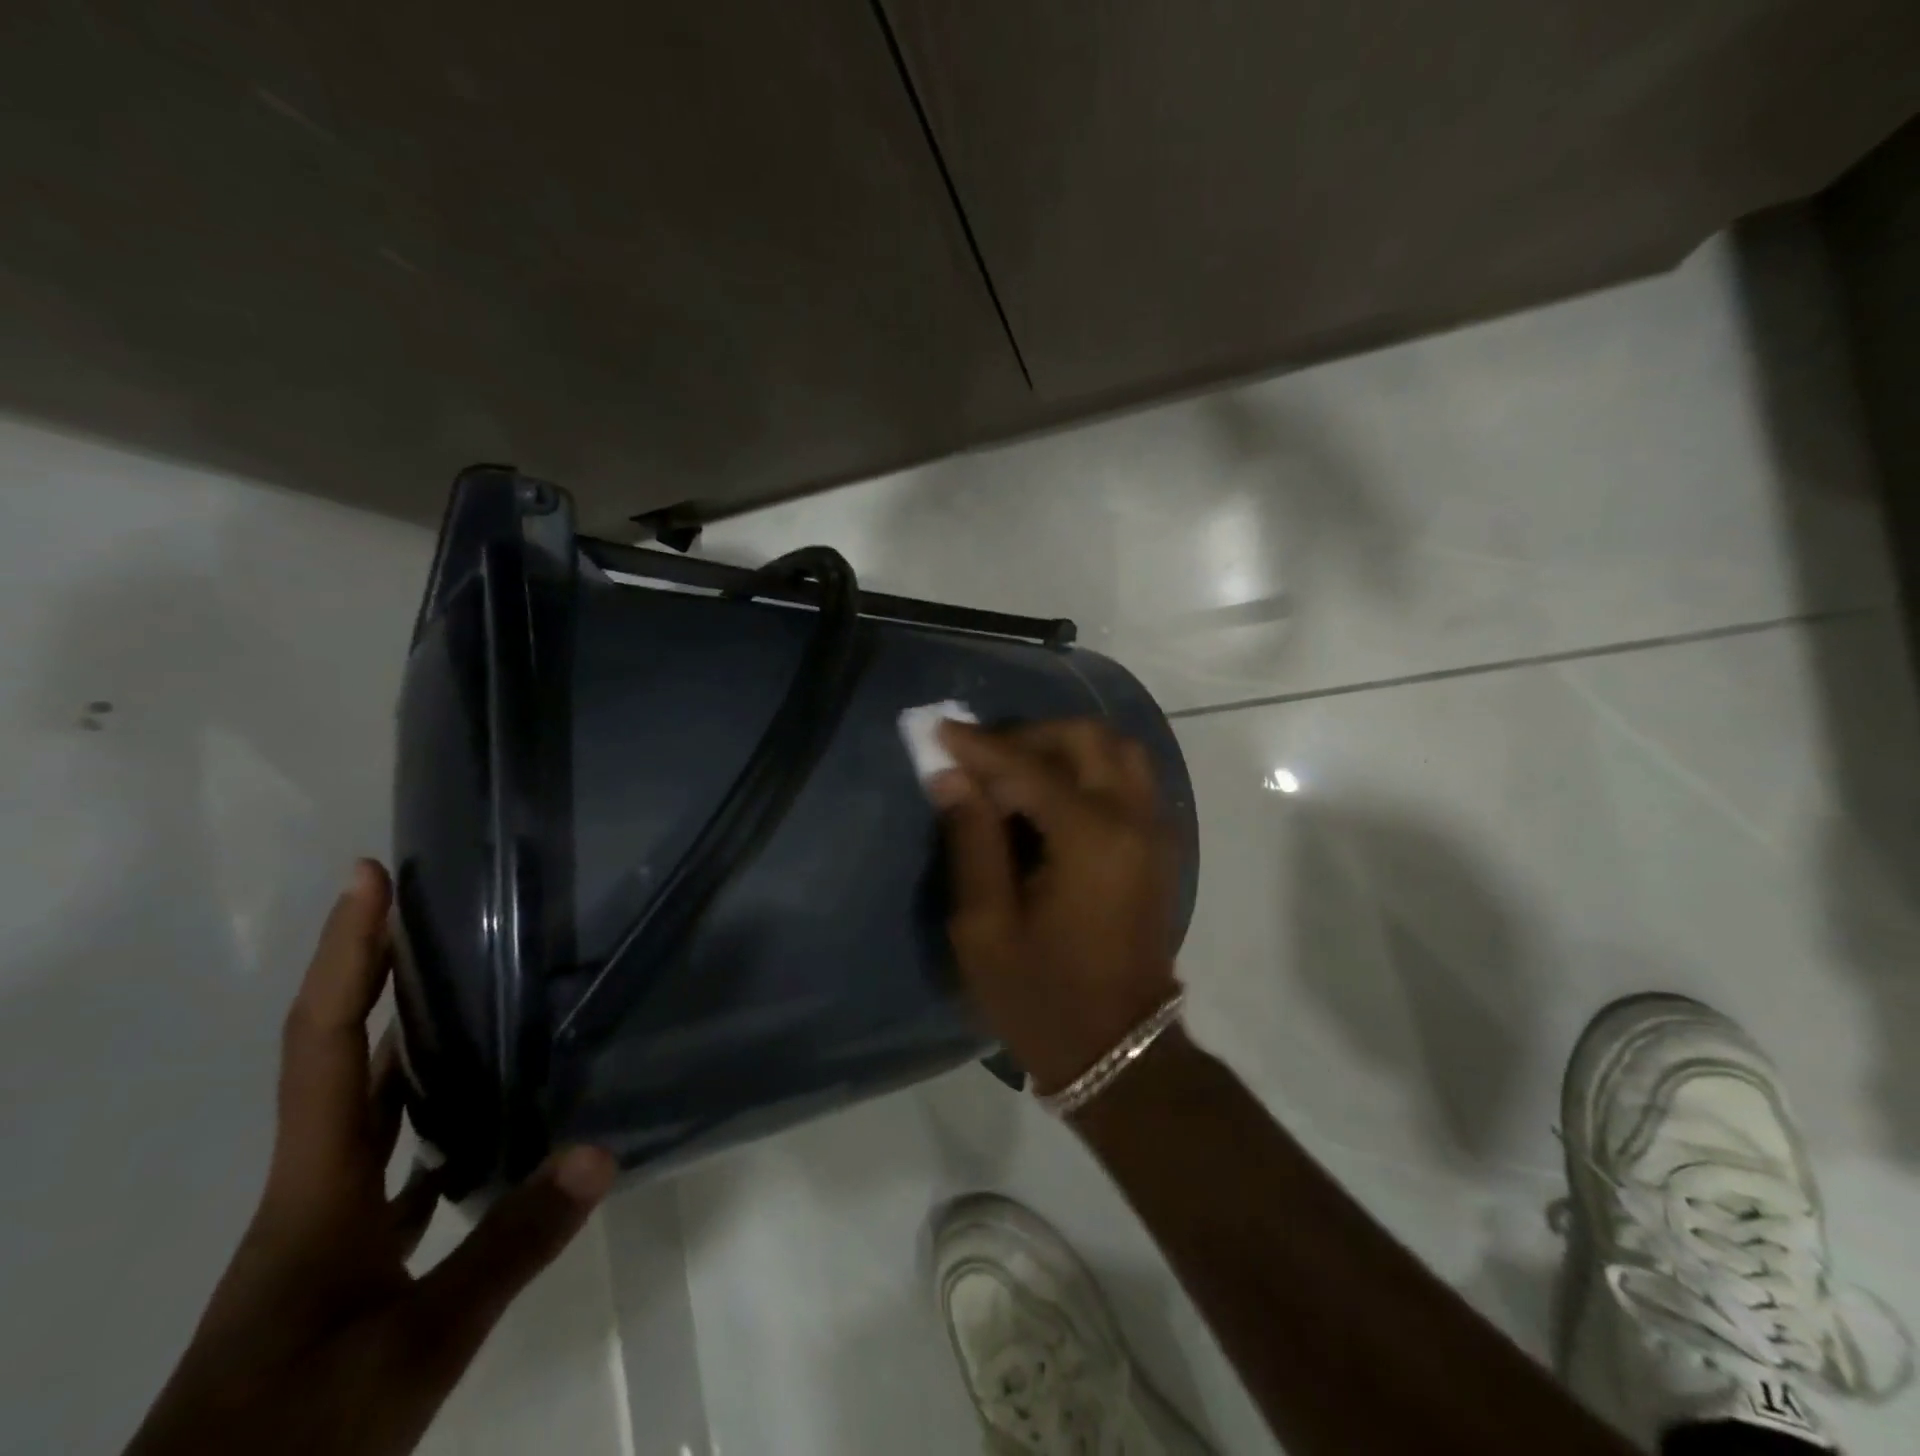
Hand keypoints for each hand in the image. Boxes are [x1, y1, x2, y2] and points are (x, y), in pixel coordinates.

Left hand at [126, 861, 616, 1455]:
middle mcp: (316, 1185)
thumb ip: (508, 1247)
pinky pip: (393, 1161)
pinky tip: (489, 1124)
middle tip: (438, 912)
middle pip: (343, 1054)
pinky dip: (432, 1122)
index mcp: (316, 1184)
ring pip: (369, 1106)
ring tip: (479, 991)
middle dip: (379, 974)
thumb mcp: (412, 1350)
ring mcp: (326, 1225)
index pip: (326, 1040)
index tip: (368, 879)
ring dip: (409, 1041)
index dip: (348, 953)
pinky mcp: (344, 1261)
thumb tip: (600, 1148)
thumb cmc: (291, 1434)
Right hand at [932, 719, 1181, 1094]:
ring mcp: (1155, 830)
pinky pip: (1128, 779)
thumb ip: (971, 840)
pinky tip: (1050, 797)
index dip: (979, 746)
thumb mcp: (985, 926)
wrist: (1119, 1051)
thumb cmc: (1042, 997)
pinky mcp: (1159, 846)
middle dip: (1029, 735)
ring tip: (1015, 774)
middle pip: (1088, 738)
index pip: (1028, 766)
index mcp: (1091, 837)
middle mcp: (1133, 819)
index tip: (939, 731)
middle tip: (982, 758)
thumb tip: (951, 776)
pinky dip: (1089, 769)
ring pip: (1117, 752)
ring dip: (1064, 748)